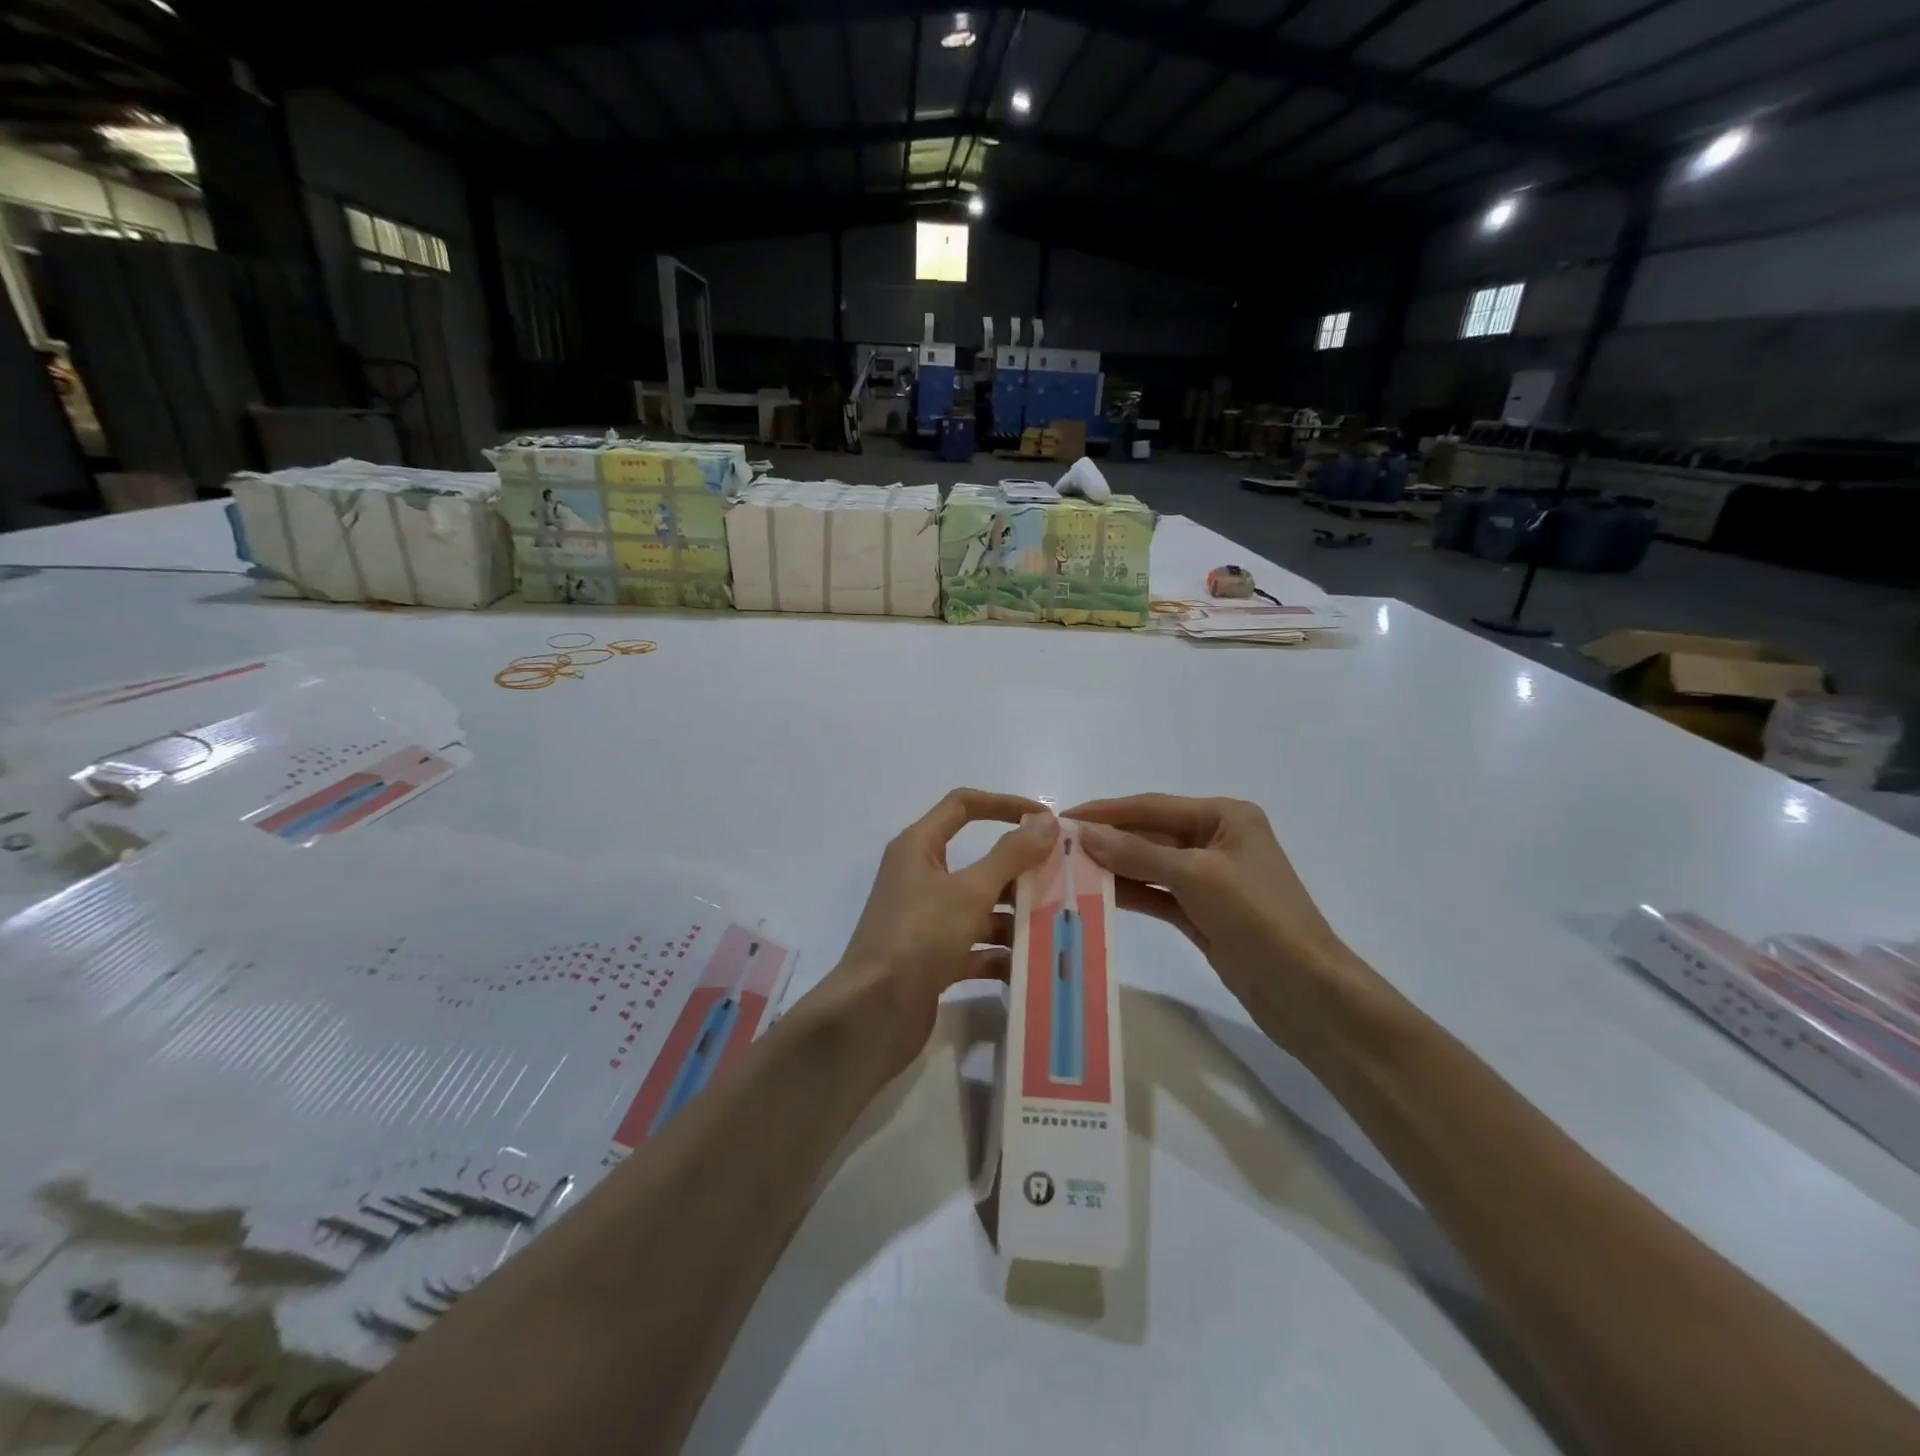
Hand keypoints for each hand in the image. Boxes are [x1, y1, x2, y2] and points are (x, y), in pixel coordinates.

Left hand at [822, 789, 1059, 1076]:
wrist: (871, 1015)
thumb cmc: (918, 937)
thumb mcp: (970, 891)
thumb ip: (1010, 855)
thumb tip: (1045, 819)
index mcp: (919, 848)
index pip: (963, 806)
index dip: (1004, 804)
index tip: (1045, 818)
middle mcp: (920, 878)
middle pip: (979, 862)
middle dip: (1020, 871)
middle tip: (1064, 880)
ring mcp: (926, 921)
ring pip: (981, 908)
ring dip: (1016, 917)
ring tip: (1061, 926)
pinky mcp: (933, 959)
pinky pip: (976, 947)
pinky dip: (1002, 954)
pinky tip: (1035, 966)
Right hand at [1066, 794, 1384, 1053]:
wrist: (1305, 991)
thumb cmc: (1258, 917)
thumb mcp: (1196, 876)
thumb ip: (1138, 853)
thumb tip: (1086, 834)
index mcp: (1225, 817)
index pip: (1153, 806)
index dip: (1107, 811)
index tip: (1062, 817)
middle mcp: (1215, 840)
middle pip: (1149, 834)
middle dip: (1107, 840)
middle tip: (1056, 847)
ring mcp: (1208, 879)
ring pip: (1149, 865)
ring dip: (1112, 867)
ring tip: (1066, 869)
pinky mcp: (1201, 913)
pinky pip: (1156, 894)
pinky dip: (1128, 893)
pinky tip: (1094, 893)